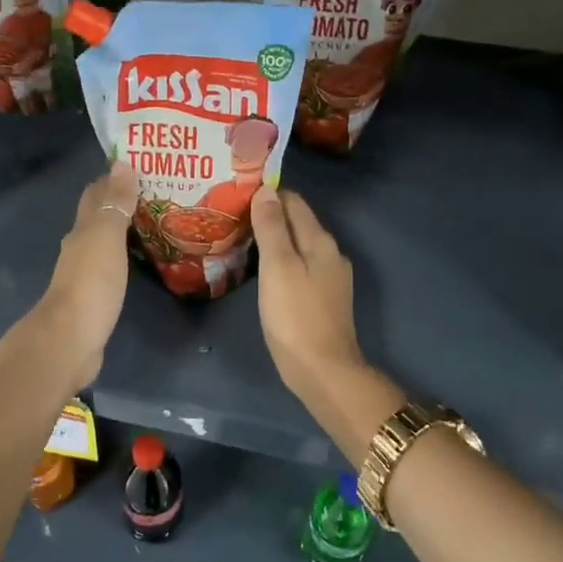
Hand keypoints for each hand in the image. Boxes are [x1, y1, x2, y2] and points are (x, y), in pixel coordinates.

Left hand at [34, 161, 137, 387]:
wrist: (71, 340)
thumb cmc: (91, 283)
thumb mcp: (106, 237)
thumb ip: (115, 203)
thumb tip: (121, 163)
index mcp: (83, 230)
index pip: (96, 194)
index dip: (114, 179)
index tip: (142, 167)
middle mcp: (80, 248)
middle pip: (99, 217)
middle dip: (122, 203)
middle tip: (158, 194)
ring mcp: (86, 275)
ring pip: (106, 243)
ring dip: (125, 231)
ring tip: (157, 224)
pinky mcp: (95, 299)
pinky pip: (112, 269)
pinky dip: (126, 258)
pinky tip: (142, 262)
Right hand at [251, 186, 373, 396]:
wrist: (323, 371)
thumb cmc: (295, 316)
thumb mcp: (278, 266)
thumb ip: (272, 227)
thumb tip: (266, 190)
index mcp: (319, 240)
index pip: (292, 201)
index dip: (266, 195)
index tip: (236, 195)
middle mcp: (329, 253)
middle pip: (296, 222)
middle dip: (268, 216)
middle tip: (232, 217)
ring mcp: (329, 277)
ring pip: (297, 245)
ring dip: (273, 240)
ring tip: (241, 241)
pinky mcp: (323, 298)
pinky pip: (299, 267)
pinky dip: (280, 261)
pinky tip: (262, 272)